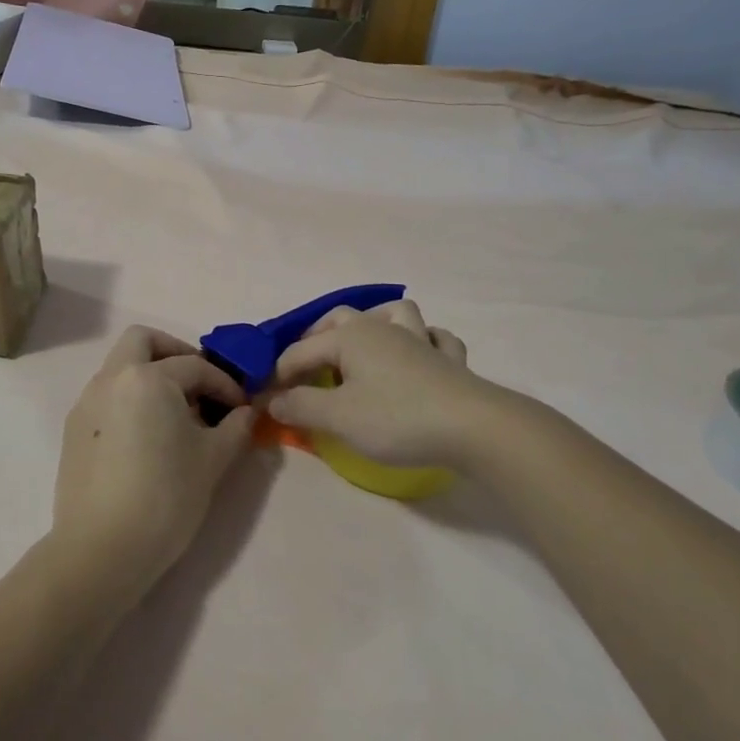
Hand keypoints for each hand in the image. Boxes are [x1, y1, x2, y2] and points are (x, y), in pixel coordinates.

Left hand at [50, 327, 257, 606]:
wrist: (102, 549)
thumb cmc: (166, 497)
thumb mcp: (212, 460)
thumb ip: (235, 427)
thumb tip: (246, 412)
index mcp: (148, 377)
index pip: (196, 367)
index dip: (225, 385)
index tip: (242, 408)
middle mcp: (112, 377)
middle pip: (143, 341)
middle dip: (176, 352)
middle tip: (200, 384)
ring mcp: (87, 402)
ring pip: (120, 366)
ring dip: (150, 374)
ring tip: (176, 413)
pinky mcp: (73, 428)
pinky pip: (107, 395)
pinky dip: (130, 398)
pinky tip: (147, 434)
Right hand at [265, 299, 498, 466]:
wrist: (473, 427)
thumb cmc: (397, 419)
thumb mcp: (338, 417)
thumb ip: (301, 406)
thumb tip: (273, 400)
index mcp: (350, 336)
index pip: (300, 351)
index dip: (279, 375)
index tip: (266, 401)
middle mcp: (382, 328)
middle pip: (341, 319)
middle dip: (317, 339)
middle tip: (305, 369)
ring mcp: (420, 340)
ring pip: (393, 313)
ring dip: (374, 322)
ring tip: (364, 346)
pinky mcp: (449, 360)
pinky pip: (435, 337)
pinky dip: (423, 340)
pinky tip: (419, 354)